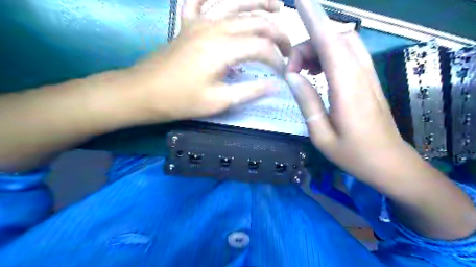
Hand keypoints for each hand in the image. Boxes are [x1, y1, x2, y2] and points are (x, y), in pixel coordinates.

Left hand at [128, 0, 289, 121]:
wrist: (143, 92)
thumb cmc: (180, 100)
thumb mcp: (218, 102)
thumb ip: (249, 91)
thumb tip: (275, 85)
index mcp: (222, 49)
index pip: (261, 47)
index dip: (276, 59)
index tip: (282, 73)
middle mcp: (213, 27)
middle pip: (254, 20)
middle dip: (277, 32)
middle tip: (287, 46)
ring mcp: (198, 21)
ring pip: (233, 1)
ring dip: (257, 1)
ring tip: (275, 5)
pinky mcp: (187, 23)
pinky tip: (223, 1)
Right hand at [286, 0, 416, 181]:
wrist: (389, 163)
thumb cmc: (353, 154)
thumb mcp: (321, 134)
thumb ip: (307, 101)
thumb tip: (292, 76)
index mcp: (346, 87)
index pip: (329, 42)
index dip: (314, 19)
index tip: (299, 1)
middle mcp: (359, 73)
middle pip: (334, 38)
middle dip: (307, 44)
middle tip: (291, 72)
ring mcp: (367, 75)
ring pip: (342, 43)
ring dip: (318, 49)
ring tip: (303, 71)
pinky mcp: (368, 80)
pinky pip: (348, 55)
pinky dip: (329, 55)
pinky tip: (318, 73)